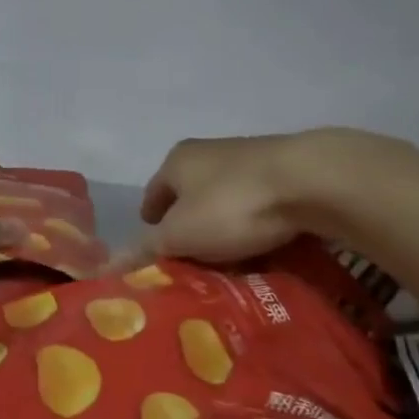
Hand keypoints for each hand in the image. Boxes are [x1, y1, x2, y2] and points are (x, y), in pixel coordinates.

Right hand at [134, 132, 330, 264]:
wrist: (311, 180)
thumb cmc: (231, 205)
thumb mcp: (180, 235)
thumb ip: (146, 249)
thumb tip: (108, 266)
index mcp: (177, 160)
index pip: (153, 194)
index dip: (151, 223)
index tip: (156, 250)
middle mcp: (209, 152)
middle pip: (189, 197)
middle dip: (189, 227)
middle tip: (192, 262)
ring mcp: (249, 159)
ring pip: (224, 200)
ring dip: (223, 226)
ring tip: (228, 260)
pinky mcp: (284, 171)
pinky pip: (258, 204)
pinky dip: (254, 223)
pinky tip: (262, 245)